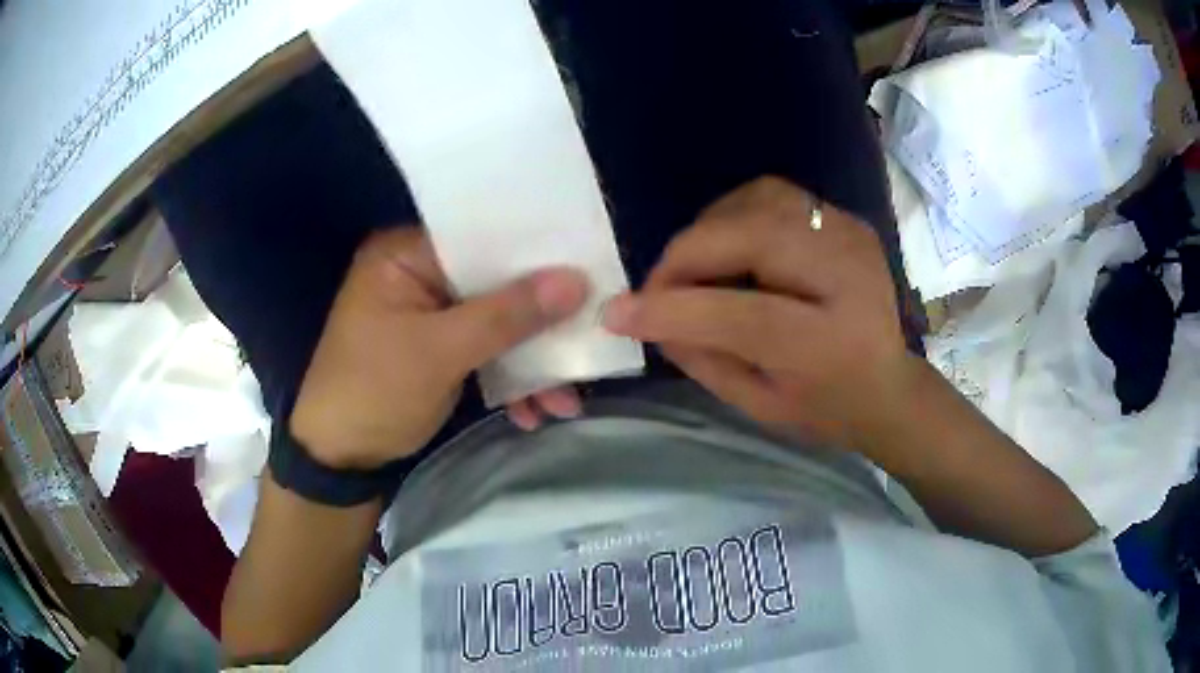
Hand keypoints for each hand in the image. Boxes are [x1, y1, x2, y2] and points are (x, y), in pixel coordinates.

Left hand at [290, 228, 587, 469]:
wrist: (340, 458)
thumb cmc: (374, 391)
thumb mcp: (439, 353)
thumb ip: (506, 315)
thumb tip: (576, 281)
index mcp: (405, 255)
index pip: (481, 236)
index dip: (534, 252)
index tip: (589, 267)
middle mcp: (419, 274)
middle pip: (495, 282)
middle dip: (541, 320)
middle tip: (591, 335)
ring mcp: (432, 314)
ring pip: (497, 322)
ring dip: (531, 361)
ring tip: (565, 400)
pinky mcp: (441, 348)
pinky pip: (487, 350)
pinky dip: (510, 379)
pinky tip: (534, 411)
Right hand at [603, 177, 915, 449]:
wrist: (887, 385)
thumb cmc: (824, 407)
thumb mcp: (759, 404)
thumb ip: (703, 358)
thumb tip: (647, 315)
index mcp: (835, 345)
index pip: (744, 316)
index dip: (674, 309)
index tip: (618, 314)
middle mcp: (849, 276)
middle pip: (753, 237)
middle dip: (687, 257)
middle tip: (658, 288)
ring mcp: (851, 236)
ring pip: (759, 202)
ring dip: (709, 230)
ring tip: (695, 268)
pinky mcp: (845, 219)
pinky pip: (774, 196)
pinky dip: (735, 215)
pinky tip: (729, 248)